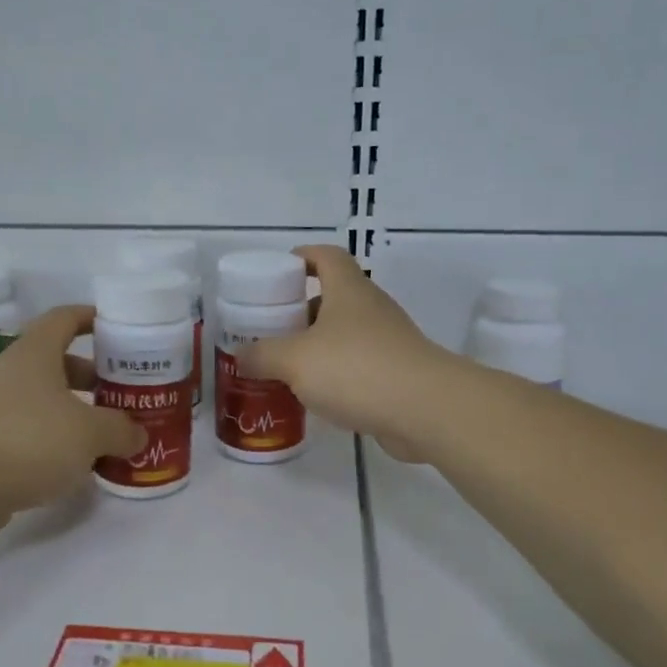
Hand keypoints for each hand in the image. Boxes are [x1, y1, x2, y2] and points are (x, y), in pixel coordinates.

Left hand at [0, 305, 146, 542]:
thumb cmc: (27, 440)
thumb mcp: (89, 433)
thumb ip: (120, 430)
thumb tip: (137, 435)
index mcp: (35, 354)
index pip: (65, 319)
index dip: (93, 318)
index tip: (121, 329)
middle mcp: (13, 374)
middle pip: (59, 363)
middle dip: (95, 376)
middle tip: (126, 393)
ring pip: (46, 402)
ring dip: (78, 413)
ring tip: (111, 434)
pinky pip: (32, 434)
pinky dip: (57, 443)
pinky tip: (80, 465)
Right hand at [233, 245, 450, 461]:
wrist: (425, 410)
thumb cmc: (355, 369)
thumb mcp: (294, 360)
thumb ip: (262, 355)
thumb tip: (240, 356)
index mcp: (348, 290)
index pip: (327, 256)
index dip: (303, 257)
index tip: (278, 272)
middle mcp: (371, 309)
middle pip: (333, 297)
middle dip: (301, 309)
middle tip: (271, 329)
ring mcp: (388, 342)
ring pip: (345, 334)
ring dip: (317, 345)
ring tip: (285, 366)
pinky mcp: (397, 374)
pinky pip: (358, 365)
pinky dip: (335, 374)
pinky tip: (315, 396)